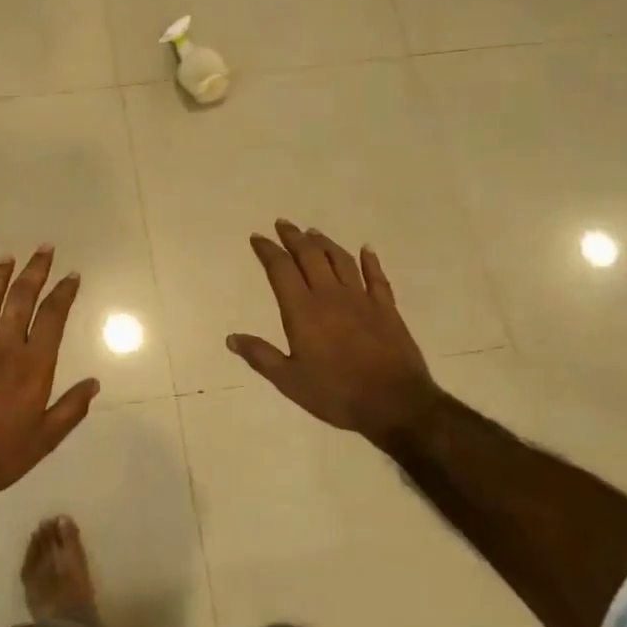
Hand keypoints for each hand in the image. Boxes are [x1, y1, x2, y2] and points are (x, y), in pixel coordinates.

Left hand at [0, 247, 100, 513]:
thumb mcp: (45, 439)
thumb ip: (71, 409)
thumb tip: (95, 383)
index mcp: (32, 365)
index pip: (52, 318)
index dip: (64, 293)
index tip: (72, 275)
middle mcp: (3, 348)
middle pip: (21, 299)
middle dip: (35, 271)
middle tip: (44, 249)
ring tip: (6, 257)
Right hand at [227, 220, 448, 447]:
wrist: (394, 403)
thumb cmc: (336, 393)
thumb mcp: (289, 381)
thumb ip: (261, 356)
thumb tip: (231, 338)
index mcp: (303, 311)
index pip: (281, 270)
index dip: (267, 251)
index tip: (257, 238)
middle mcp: (330, 295)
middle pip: (310, 256)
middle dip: (294, 237)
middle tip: (283, 224)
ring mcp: (361, 299)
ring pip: (341, 260)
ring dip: (325, 243)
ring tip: (313, 232)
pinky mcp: (386, 308)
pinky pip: (376, 277)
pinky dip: (370, 261)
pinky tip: (366, 250)